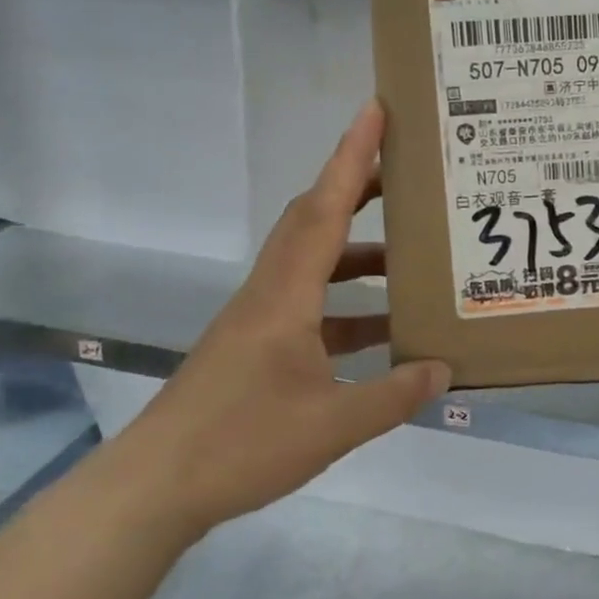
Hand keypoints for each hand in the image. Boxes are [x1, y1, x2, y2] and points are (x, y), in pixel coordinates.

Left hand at [113, 101, 449, 537]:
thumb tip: (443, 369)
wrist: (155, 487)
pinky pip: (310, 304)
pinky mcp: (255, 345)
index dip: (351, 157)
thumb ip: (394, 395)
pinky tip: (382, 333)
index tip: (375, 111)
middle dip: (357, 188)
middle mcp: (271, 292)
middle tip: (406, 174)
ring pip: (313, 263)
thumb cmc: (242, 444)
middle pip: (314, 220)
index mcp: (286, 295)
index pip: (325, 209)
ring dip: (358, 253)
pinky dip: (348, 306)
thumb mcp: (333, 425)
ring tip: (409, 258)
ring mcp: (259, 319)